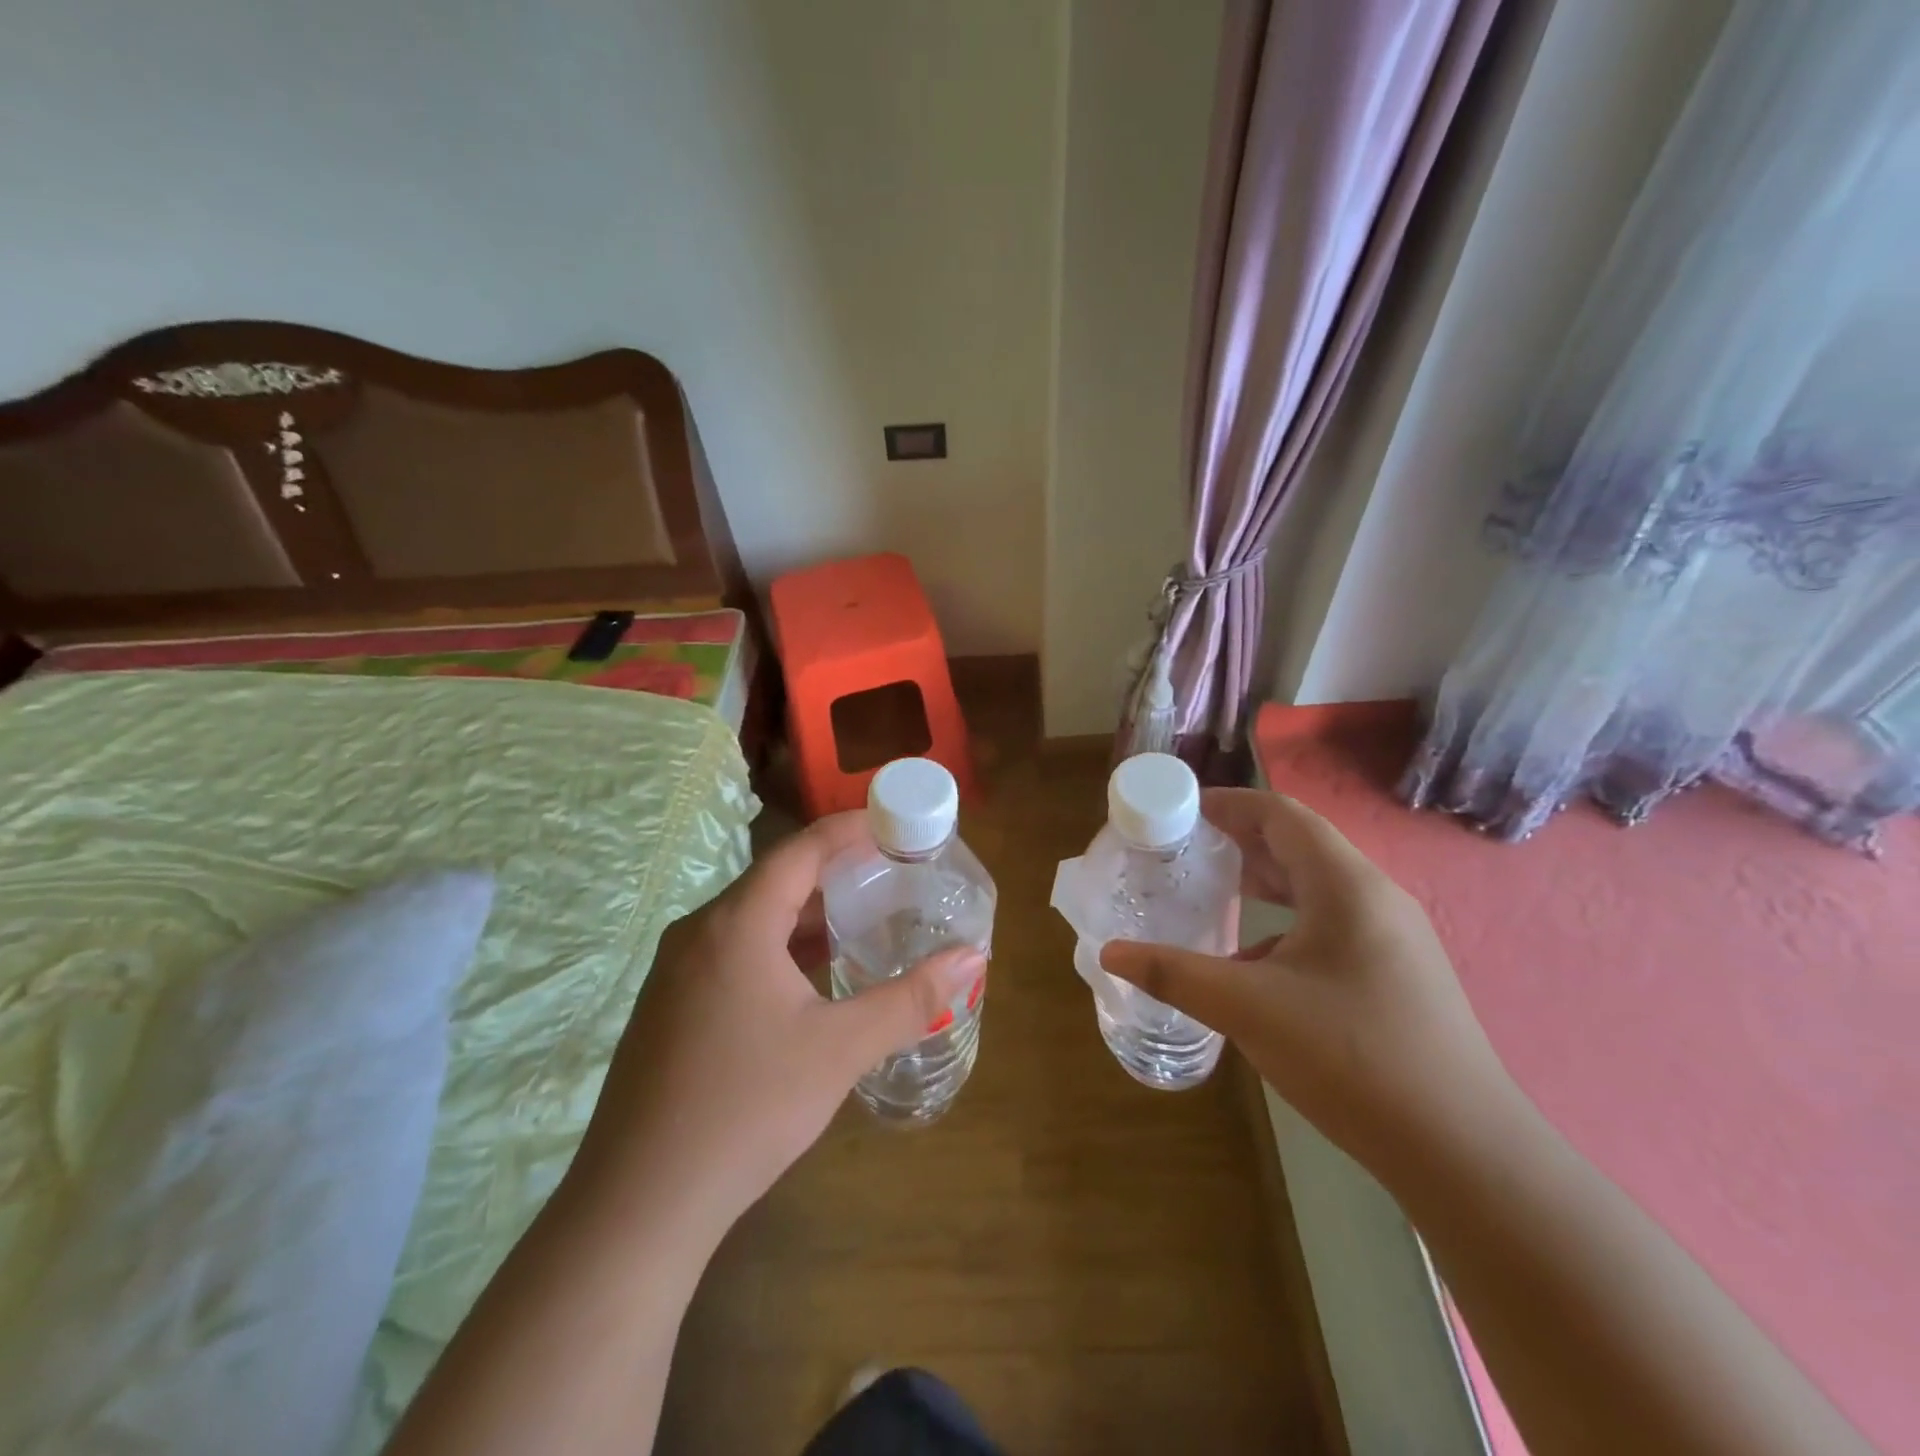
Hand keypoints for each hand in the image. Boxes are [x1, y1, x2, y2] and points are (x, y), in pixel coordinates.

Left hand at [568, 811, 983, 1244]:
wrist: (639, 1204)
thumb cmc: (747, 1108)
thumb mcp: (840, 1050)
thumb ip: (910, 999)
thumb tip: (972, 960)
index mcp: (736, 923)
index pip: (801, 850)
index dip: (850, 829)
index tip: (895, 823)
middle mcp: (700, 932)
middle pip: (776, 880)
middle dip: (835, 873)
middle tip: (891, 876)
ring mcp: (677, 971)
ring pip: (753, 920)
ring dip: (807, 916)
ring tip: (862, 921)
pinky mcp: (670, 1007)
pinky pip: (734, 953)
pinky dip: (779, 949)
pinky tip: (811, 980)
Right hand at [1100, 788, 1516, 1178]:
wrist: (1464, 1153)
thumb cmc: (1353, 1057)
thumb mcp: (1248, 1009)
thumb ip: (1174, 974)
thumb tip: (1111, 952)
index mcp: (1346, 885)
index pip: (1281, 814)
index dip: (1228, 803)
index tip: (1180, 810)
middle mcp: (1375, 898)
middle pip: (1299, 845)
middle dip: (1239, 840)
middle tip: (1184, 850)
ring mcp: (1393, 938)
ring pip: (1316, 887)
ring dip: (1263, 881)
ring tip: (1212, 892)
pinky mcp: (1398, 974)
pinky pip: (1331, 925)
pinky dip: (1285, 923)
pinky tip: (1253, 961)